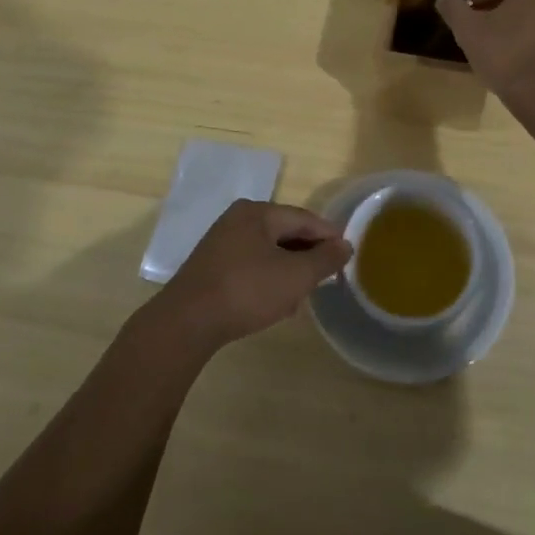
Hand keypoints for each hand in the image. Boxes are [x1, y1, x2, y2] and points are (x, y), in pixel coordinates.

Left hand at [154, 200, 351, 347]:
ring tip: (304, 295)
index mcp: (258, 212)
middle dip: (308, 255)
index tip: (348, 255)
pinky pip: (251, 265)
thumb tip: (345, 245)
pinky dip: (268, 279)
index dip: (328, 235)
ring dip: (289, 271)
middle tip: (328, 277)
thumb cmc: (247, 291)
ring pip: (268, 251)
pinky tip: (276, 304)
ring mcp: (222, 242)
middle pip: (285, 232)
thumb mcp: (295, 276)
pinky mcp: (212, 266)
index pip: (304, 218)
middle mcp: (238, 219)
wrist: (187, 322)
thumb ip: (325, 259)